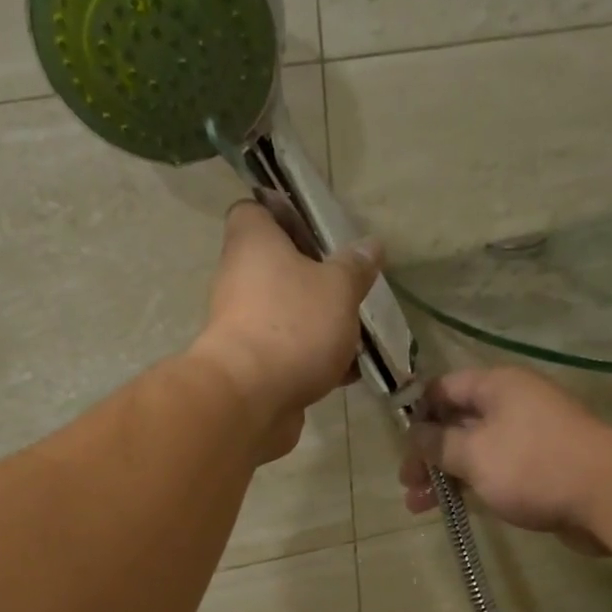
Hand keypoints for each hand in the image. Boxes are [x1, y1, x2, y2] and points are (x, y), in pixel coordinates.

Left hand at [191, 199, 380, 460]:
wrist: (252, 400)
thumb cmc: (293, 326)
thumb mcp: (338, 288)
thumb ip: (356, 267)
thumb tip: (371, 246)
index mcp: (253, 243)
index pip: (257, 211)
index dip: (286, 215)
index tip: (320, 231)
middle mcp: (240, 280)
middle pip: (279, 268)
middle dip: (317, 280)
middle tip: (352, 288)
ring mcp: (245, 327)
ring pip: (289, 315)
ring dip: (321, 325)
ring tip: (361, 335)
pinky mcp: (255, 368)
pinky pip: (291, 355)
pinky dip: (316, 361)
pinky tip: (350, 373)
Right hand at [400, 369, 611, 554]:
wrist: (607, 496)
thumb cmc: (533, 466)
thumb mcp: (474, 453)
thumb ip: (438, 443)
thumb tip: (414, 433)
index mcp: (497, 385)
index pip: (444, 388)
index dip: (416, 412)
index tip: (397, 443)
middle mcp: (513, 403)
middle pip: (458, 421)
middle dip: (428, 453)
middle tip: (406, 484)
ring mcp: (529, 436)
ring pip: (475, 450)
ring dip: (445, 475)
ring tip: (419, 507)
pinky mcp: (541, 467)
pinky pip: (496, 470)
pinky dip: (472, 486)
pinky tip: (454, 508)